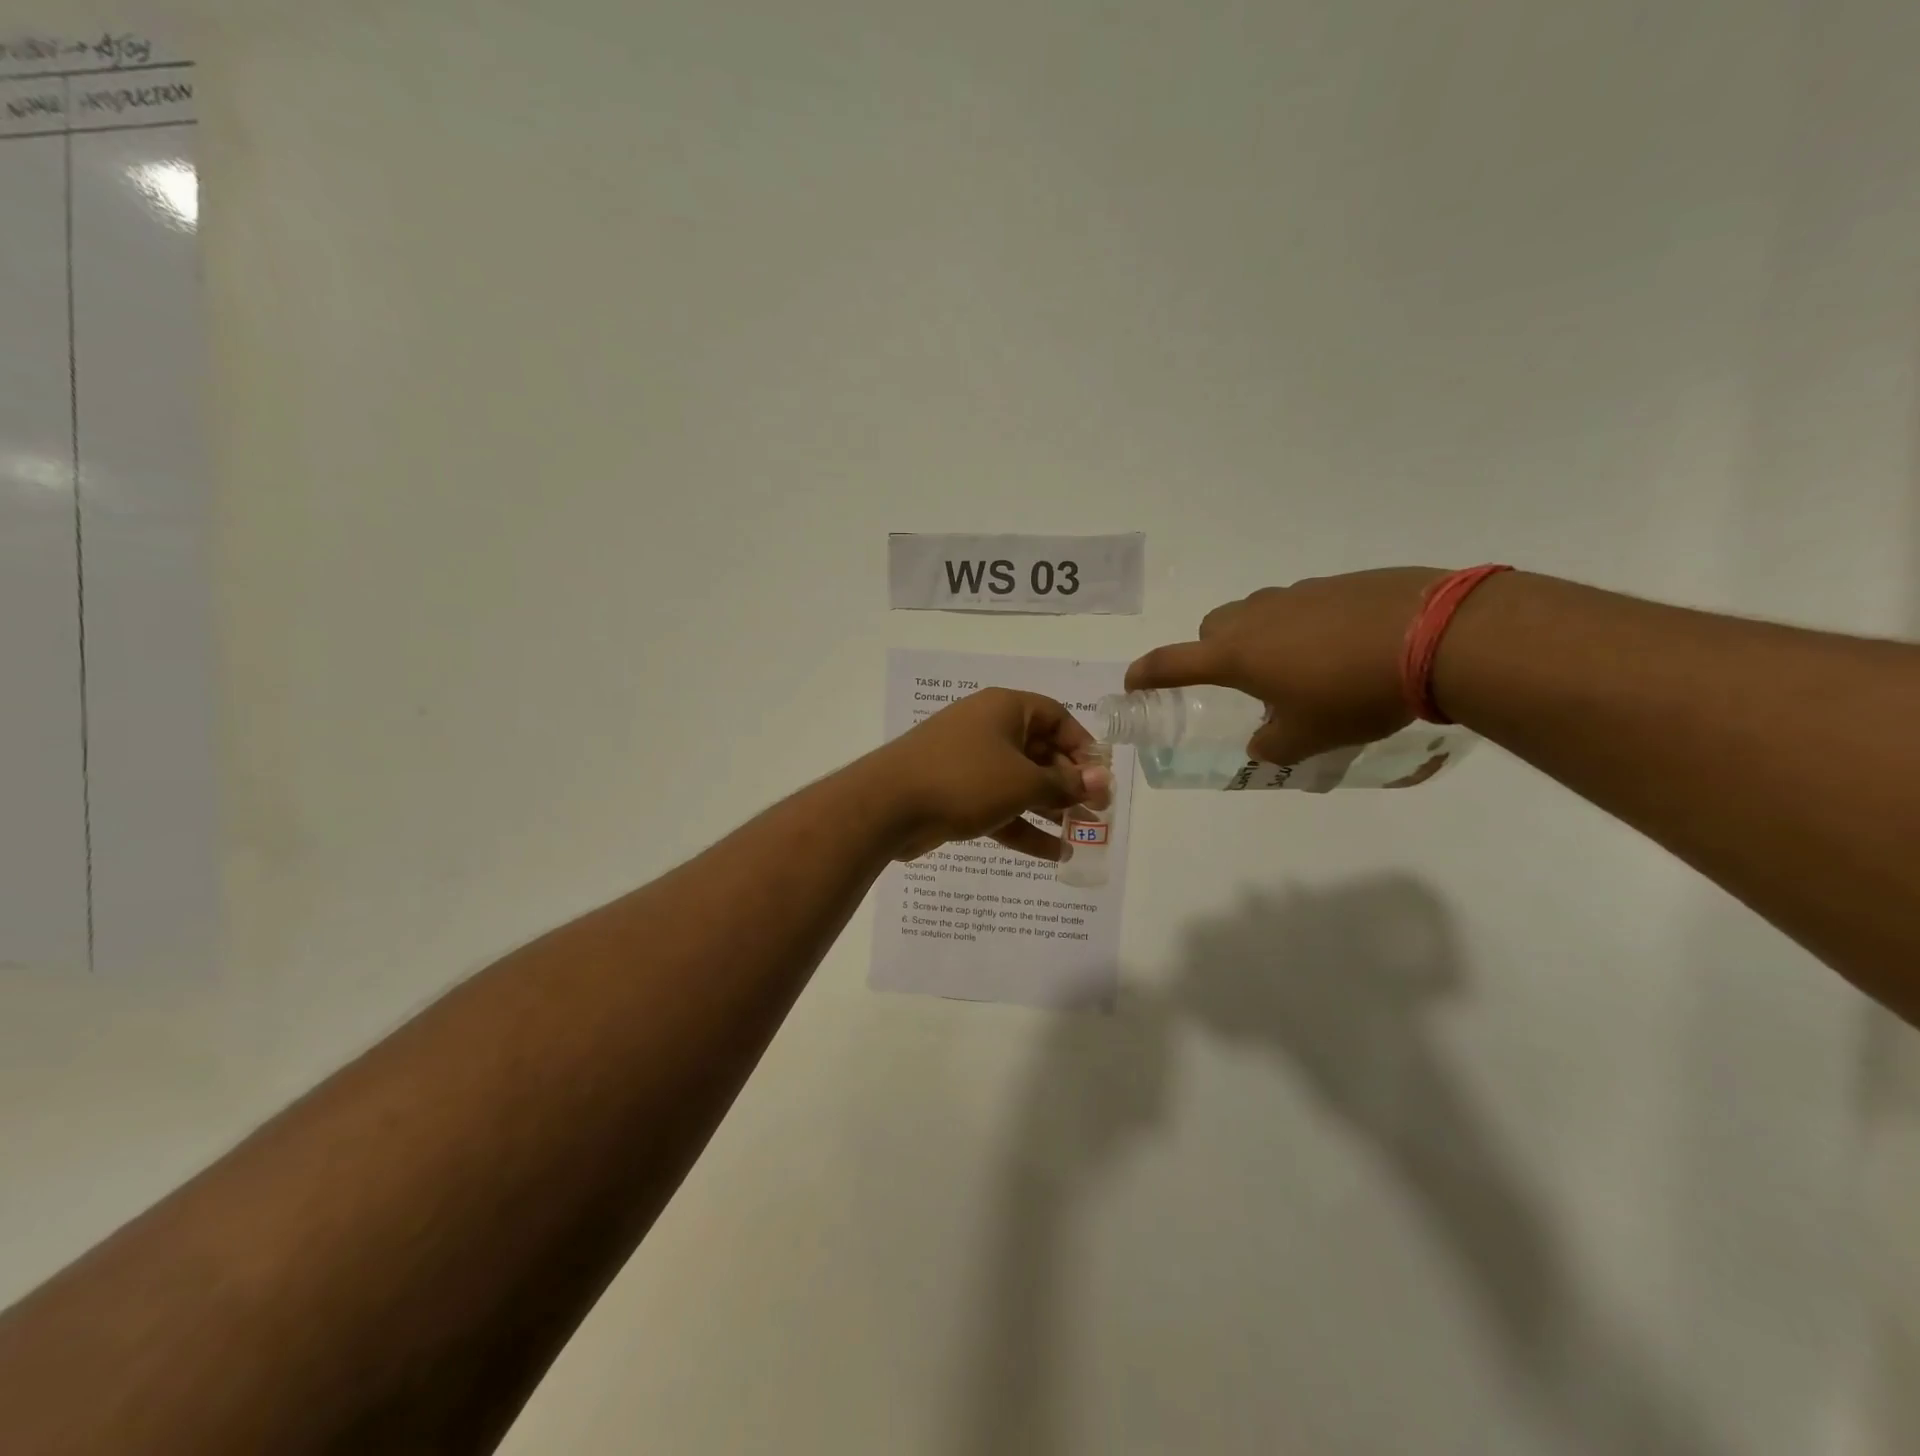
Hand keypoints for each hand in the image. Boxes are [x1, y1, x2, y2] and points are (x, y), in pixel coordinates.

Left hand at [862, 689, 1113, 861]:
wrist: (887, 805)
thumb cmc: (964, 779)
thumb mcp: (1023, 782)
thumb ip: (1064, 784)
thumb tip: (1101, 781)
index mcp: (1005, 709)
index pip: (1057, 718)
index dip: (1083, 746)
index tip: (1100, 778)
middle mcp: (988, 729)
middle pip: (1040, 753)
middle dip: (1069, 784)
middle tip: (1096, 813)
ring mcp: (969, 763)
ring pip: (1020, 784)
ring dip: (1050, 809)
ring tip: (1082, 836)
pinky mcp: (955, 794)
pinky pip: (998, 806)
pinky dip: (1022, 826)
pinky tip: (1053, 853)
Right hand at [1126, 568, 1445, 762]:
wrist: (1435, 634)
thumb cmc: (1354, 692)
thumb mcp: (1309, 735)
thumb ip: (1273, 744)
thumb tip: (1262, 744)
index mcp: (1236, 654)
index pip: (1171, 663)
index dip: (1146, 675)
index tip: (1131, 684)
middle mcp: (1256, 617)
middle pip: (1212, 629)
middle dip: (1212, 654)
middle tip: (1241, 684)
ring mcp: (1295, 594)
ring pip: (1255, 614)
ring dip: (1258, 638)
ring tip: (1297, 668)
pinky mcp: (1335, 583)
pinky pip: (1298, 605)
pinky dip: (1300, 626)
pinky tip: (1338, 648)